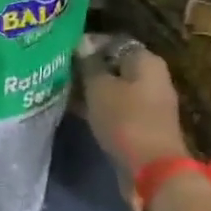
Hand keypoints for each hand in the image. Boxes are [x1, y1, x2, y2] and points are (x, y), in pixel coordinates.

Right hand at [75, 35, 190, 207]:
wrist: (152, 169)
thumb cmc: (125, 119)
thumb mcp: (99, 87)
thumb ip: (89, 64)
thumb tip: (82, 43)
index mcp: (145, 60)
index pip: (113, 41)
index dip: (88, 43)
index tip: (63, 49)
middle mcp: (150, 77)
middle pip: (114, 64)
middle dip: (87, 67)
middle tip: (58, 69)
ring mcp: (147, 102)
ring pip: (113, 87)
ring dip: (89, 88)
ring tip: (60, 88)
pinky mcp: (140, 123)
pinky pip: (115, 107)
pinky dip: (97, 106)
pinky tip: (73, 108)